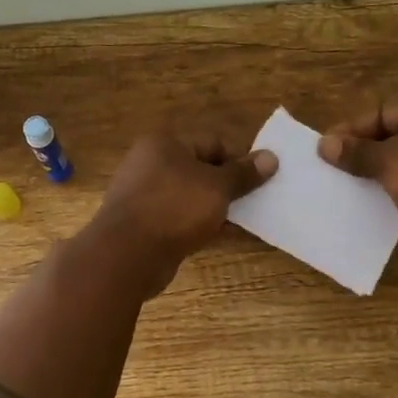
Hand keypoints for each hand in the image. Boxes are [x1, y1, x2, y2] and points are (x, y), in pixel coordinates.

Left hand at [85, 132, 277, 294]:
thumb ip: (243, 174)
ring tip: (246, 222)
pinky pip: (180, 218)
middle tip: (258, 202)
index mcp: (165, 144)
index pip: (213, 143)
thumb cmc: (174, 208)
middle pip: (201, 170)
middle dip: (229, 186)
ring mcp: (145, 196)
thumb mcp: (217, 187)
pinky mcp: (144, 224)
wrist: (127, 254)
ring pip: (191, 197)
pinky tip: (223, 237)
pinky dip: (201, 225)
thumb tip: (271, 157)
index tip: (262, 180)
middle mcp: (151, 164)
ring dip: (217, 208)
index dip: (240, 160)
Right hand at [317, 99, 397, 239]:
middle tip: (339, 167)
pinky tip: (390, 200)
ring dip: (386, 170)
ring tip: (358, 185)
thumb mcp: (390, 163)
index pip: (383, 111)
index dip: (352, 129)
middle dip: (367, 150)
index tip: (327, 149)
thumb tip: (324, 144)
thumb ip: (356, 153)